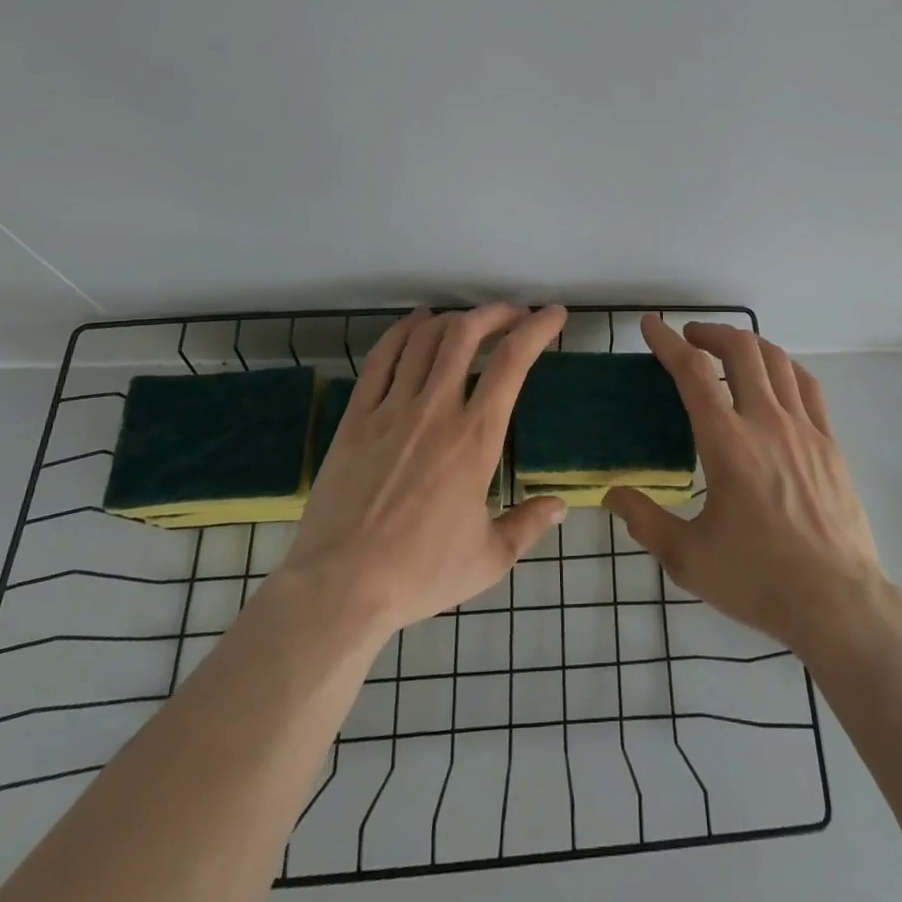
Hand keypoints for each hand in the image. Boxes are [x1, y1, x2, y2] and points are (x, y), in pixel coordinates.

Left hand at [278, 304, 569, 637]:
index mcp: (475, 439)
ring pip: (425, 339)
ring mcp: (392, 409)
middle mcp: (436, 410)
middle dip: (496, 313)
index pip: (512, 363)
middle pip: (466, 334)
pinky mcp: (357, 417)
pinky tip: (417, 323)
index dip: (537, 329)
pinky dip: (403, 331)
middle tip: (514, 313)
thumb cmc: (420, 573)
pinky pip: (381, 358)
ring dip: (454, 318)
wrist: (340, 588)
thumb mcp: (489, 558)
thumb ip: (529, 524)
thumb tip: (561, 505)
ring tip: (471, 319)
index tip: (553, 315)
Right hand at [605, 317, 885, 652]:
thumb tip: (612, 495)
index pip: (693, 373)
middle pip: (740, 349)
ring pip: (776, 360)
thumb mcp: (688, 559)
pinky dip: (783, 367)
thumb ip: (645, 521)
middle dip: (709, 332)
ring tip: (727, 351)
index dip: (667, 342)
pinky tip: (774, 377)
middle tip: (689, 338)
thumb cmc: (759, 580)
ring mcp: (804, 429)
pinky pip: (807, 385)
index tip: (651, 325)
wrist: (838, 603)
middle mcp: (766, 422)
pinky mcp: (830, 442)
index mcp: (728, 444)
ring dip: (747, 344)